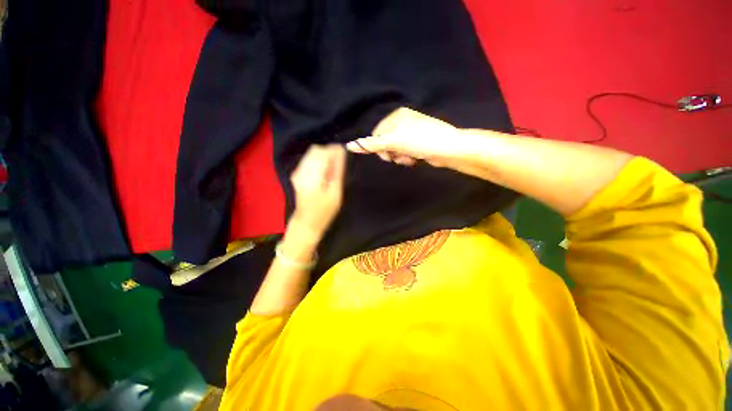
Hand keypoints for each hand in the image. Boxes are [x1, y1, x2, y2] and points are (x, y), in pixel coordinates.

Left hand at [289, 144, 345, 241]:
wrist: (307, 222)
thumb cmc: (324, 210)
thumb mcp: (335, 192)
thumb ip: (338, 171)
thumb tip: (341, 152)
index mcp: (312, 175)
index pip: (323, 152)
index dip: (334, 150)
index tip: (344, 154)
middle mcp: (301, 170)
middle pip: (316, 150)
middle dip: (329, 153)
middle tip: (338, 165)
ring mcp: (297, 172)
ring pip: (312, 153)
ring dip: (324, 157)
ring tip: (331, 170)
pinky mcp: (297, 174)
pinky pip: (309, 160)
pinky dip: (318, 162)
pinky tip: (324, 173)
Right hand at [346, 107, 466, 166]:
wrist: (449, 149)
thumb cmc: (420, 141)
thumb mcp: (394, 142)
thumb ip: (372, 144)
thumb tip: (350, 146)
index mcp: (397, 116)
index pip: (377, 134)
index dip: (379, 147)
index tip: (387, 155)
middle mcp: (403, 121)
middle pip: (386, 142)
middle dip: (391, 153)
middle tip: (400, 156)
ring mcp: (411, 132)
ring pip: (395, 149)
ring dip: (400, 157)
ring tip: (410, 158)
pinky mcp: (418, 142)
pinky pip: (405, 152)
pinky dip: (407, 158)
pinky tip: (415, 159)